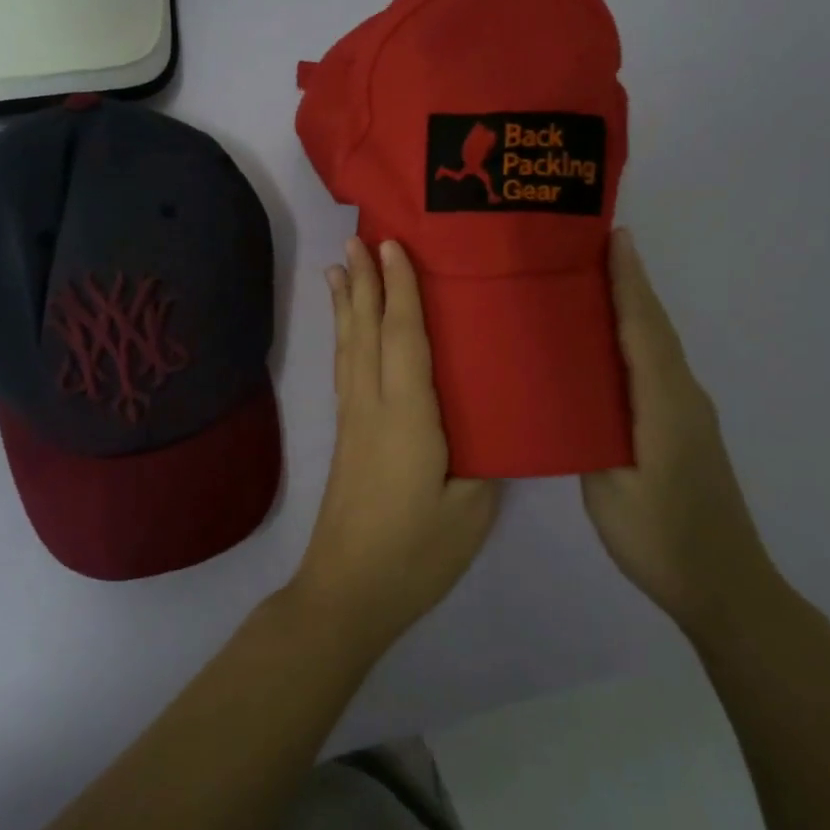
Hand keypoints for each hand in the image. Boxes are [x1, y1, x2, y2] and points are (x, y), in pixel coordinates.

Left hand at [292, 237, 500, 649]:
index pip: (403, 338)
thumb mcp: (472, 508)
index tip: (392, 245)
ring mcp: (353, 421)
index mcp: (407, 416)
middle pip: (366, 331)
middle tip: (357, 236)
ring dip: (347, 304)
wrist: (348, 593)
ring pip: (349, 348)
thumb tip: (490, 418)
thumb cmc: (416, 553)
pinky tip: (345, 331)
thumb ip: (482, 456)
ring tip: (339, 267)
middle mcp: (372, 406)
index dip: (399, 289)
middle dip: (363, 281)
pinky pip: (346, 370)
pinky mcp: (346, 437)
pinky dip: (344, 338)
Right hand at [581, 230, 783, 640]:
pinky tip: (607, 348)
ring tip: (592, 285)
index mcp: (665, 405)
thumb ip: (589, 436)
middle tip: (592, 248)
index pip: (645, 330)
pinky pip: (656, 369)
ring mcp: (689, 414)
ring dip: (633, 310)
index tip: (614, 238)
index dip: (629, 282)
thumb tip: (569, 398)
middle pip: (655, 328)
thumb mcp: (609, 490)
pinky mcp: (684, 429)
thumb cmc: (662, 540)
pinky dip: (636, 342)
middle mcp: (684, 397)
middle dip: (630, 283)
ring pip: (657, 347)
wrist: (726, 586)